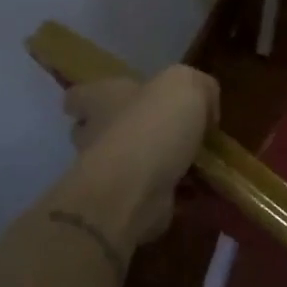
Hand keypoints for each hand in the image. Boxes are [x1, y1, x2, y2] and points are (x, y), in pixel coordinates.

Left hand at [61, 66, 217, 243]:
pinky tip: (203, 190)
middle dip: (130, 131)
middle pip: (102, 129)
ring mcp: (108, 173)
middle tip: (171, 131)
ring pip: (131, 163)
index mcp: (102, 99)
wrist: (137, 189)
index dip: (94, 96)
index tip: (117, 102)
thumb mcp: (187, 83)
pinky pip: (152, 194)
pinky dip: (175, 194)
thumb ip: (199, 87)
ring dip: (159, 163)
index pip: (80, 96)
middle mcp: (97, 134)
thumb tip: (206, 108)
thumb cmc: (153, 124)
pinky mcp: (126, 203)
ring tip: (199, 162)